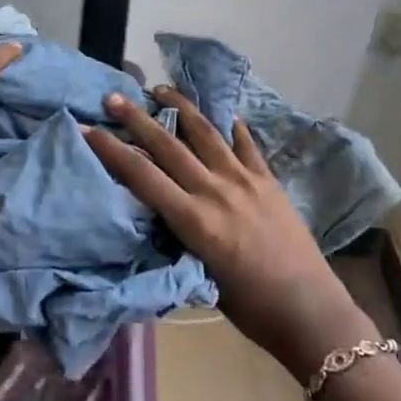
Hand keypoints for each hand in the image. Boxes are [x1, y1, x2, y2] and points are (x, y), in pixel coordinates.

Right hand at [83, 88, 372, 378]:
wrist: (310, 312)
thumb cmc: (249, 308)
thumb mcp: (200, 273)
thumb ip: (178, 236)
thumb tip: (157, 211)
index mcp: (194, 220)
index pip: (142, 176)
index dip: (112, 150)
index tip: (89, 128)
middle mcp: (215, 191)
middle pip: (168, 145)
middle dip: (136, 118)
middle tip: (113, 97)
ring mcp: (245, 180)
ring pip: (206, 133)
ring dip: (180, 107)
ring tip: (160, 89)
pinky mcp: (269, 180)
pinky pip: (245, 144)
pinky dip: (231, 126)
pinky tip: (222, 112)